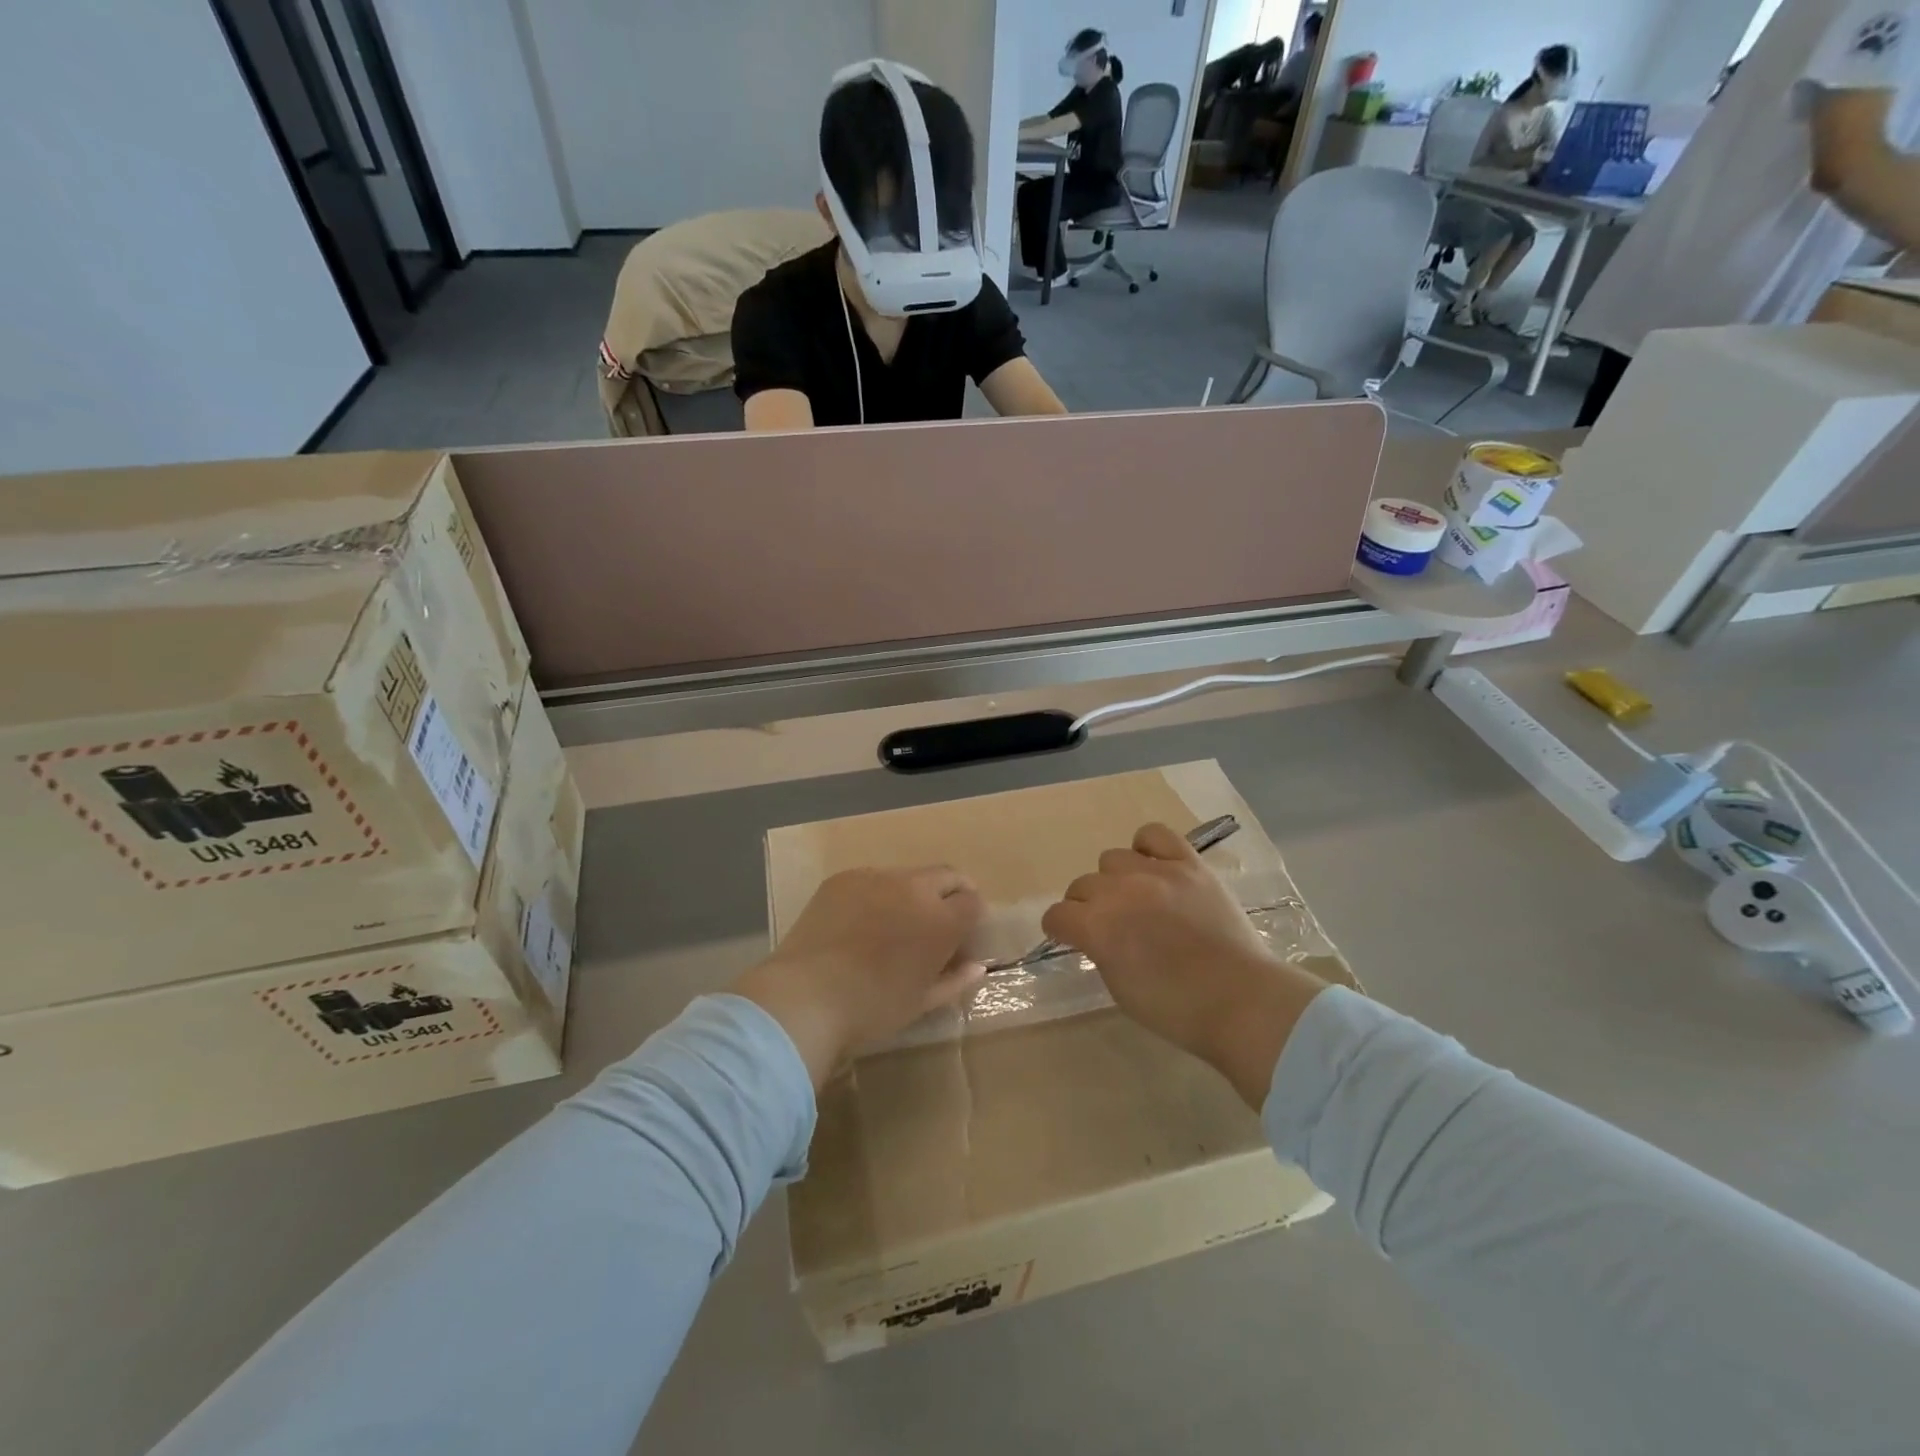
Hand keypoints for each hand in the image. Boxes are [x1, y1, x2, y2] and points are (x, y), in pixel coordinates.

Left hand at [732, 867, 985, 1084]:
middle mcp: (914, 888)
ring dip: (913, 892)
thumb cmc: (873, 1007)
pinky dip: (878, 894)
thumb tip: (976, 966)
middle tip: (940, 920)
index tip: (962, 935)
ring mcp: (876, 877)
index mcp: (941, 920)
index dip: (972, 917)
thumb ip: (955, 980)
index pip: (974, 902)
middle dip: (952, 893)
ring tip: (895, 922)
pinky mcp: (844, 878)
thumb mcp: (922, 1002)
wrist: (806, 995)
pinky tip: (861, 922)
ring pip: (909, 875)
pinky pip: (873, 879)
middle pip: (948, 876)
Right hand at [1040, 823, 1329, 1107]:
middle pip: (1082, 885)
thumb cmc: (1176, 1009)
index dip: (1061, 929)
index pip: (1057, 915)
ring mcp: (1156, 873)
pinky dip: (1147, 847)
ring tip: (1136, 899)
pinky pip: (1155, 835)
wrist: (1241, 1001)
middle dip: (1087, 907)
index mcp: (1097, 928)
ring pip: (1112, 858)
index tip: (1071, 938)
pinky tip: (1154, 867)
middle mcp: (1119, 892)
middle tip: (1110, 926)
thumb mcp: (1119, 989)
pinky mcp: (1189, 864)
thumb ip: (1100, 951)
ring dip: (1115, 880)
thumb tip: (1097, 935)